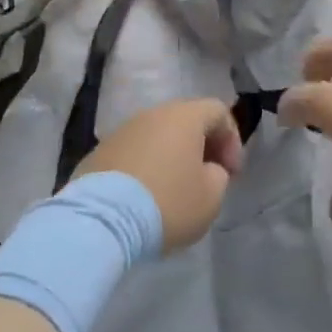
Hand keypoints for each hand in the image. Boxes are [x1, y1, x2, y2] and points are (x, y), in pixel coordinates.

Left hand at [71, 100, 243, 252]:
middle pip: (186, 121)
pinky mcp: (99, 152)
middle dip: (202, 147)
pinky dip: (146, 168)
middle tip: (207, 178)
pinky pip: (133, 153)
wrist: (102, 220)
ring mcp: (122, 131)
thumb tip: (207, 169)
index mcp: (184, 116)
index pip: (218, 111)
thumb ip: (218, 175)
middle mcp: (152, 114)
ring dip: (172, 157)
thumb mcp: (211, 197)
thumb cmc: (168, 202)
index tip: (231, 173)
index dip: (232, 140)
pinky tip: (145, 198)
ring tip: (174, 190)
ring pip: (157, 136)